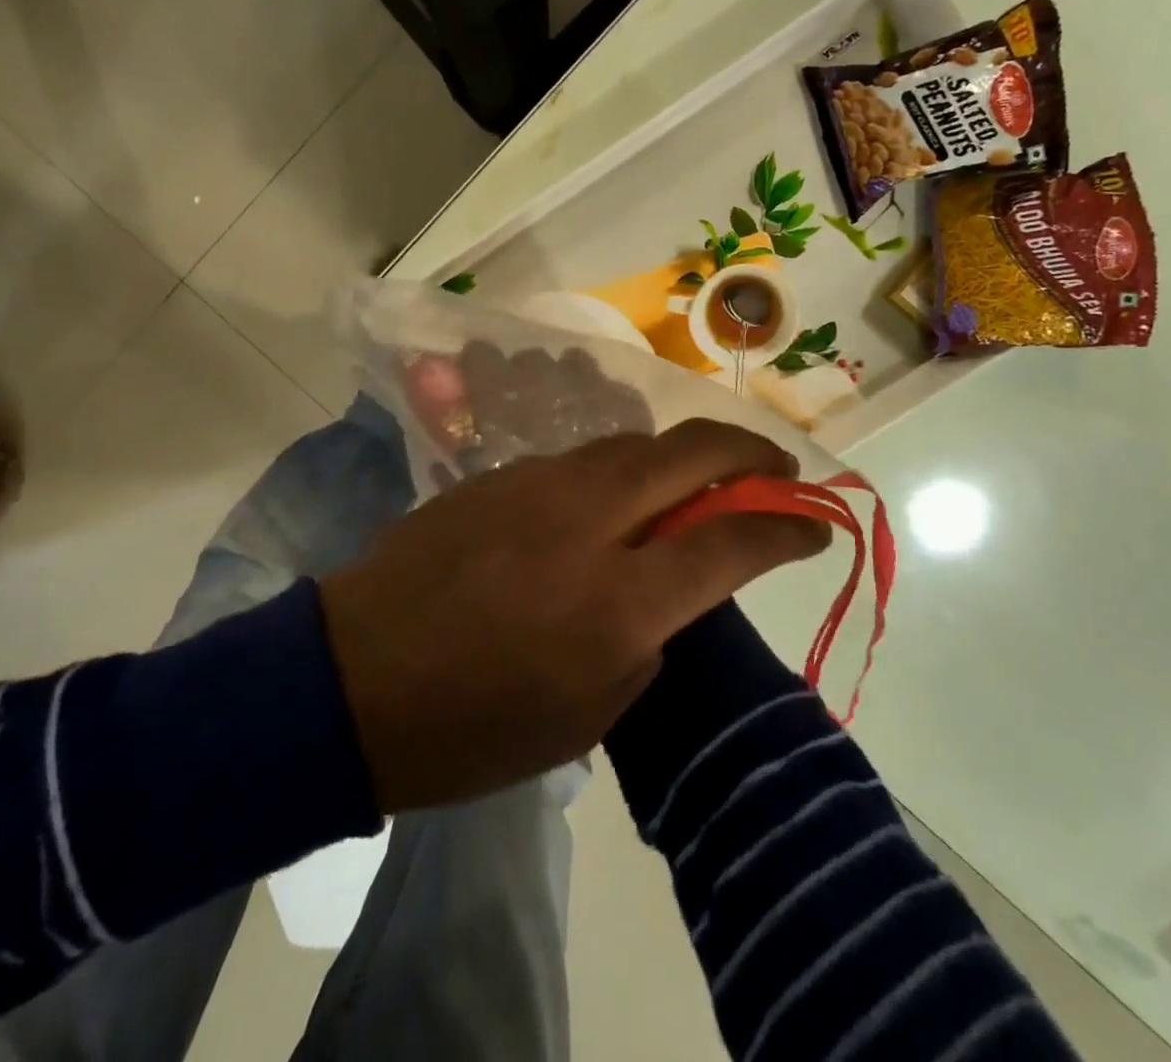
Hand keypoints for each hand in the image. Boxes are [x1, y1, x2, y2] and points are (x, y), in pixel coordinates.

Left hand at [318, 418, 831, 811]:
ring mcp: (537, 484)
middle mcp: (586, 521)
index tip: (816, 525)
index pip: (730, 543)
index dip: (786, 529)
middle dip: (749, 454)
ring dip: (681, 454)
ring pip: (633, 443)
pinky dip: (620, 468)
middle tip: (776, 471)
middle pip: (690, 454)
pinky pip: (580, 458)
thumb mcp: (589, 712)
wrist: (353, 679)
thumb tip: (672, 584)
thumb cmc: (474, 726)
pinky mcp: (498, 474)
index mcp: (617, 600)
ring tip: (701, 477)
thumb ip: (648, 635)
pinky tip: (616, 495)